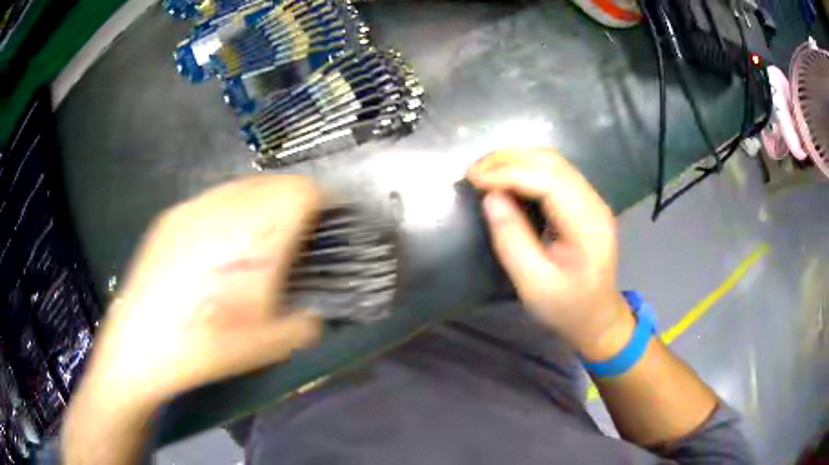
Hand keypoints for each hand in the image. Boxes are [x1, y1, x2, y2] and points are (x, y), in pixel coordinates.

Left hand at [77, 175, 322, 408]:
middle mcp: (225, 210)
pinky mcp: (171, 215)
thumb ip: (304, 324)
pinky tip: (218, 244)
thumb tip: (316, 315)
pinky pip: (212, 198)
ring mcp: (193, 208)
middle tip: (293, 234)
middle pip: (274, 182)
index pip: (303, 191)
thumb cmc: (207, 346)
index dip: (321, 202)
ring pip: (242, 185)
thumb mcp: (268, 346)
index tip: (325, 224)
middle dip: (292, 202)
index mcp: (255, 237)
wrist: (140, 346)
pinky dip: (229, 210)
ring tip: (256, 237)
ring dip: (260, 203)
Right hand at [467, 148, 631, 359]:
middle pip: (552, 162)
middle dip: (509, 159)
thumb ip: (511, 240)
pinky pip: (555, 173)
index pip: (548, 181)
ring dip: (516, 160)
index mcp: (586, 226)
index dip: (508, 173)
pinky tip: (507, 179)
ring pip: (553, 162)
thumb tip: (490, 197)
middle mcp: (594, 203)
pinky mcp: (584, 202)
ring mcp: (592, 199)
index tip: (473, 178)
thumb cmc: (566, 307)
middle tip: (473, 171)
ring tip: (484, 172)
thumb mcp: (533, 284)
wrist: (597, 316)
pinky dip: (526, 168)